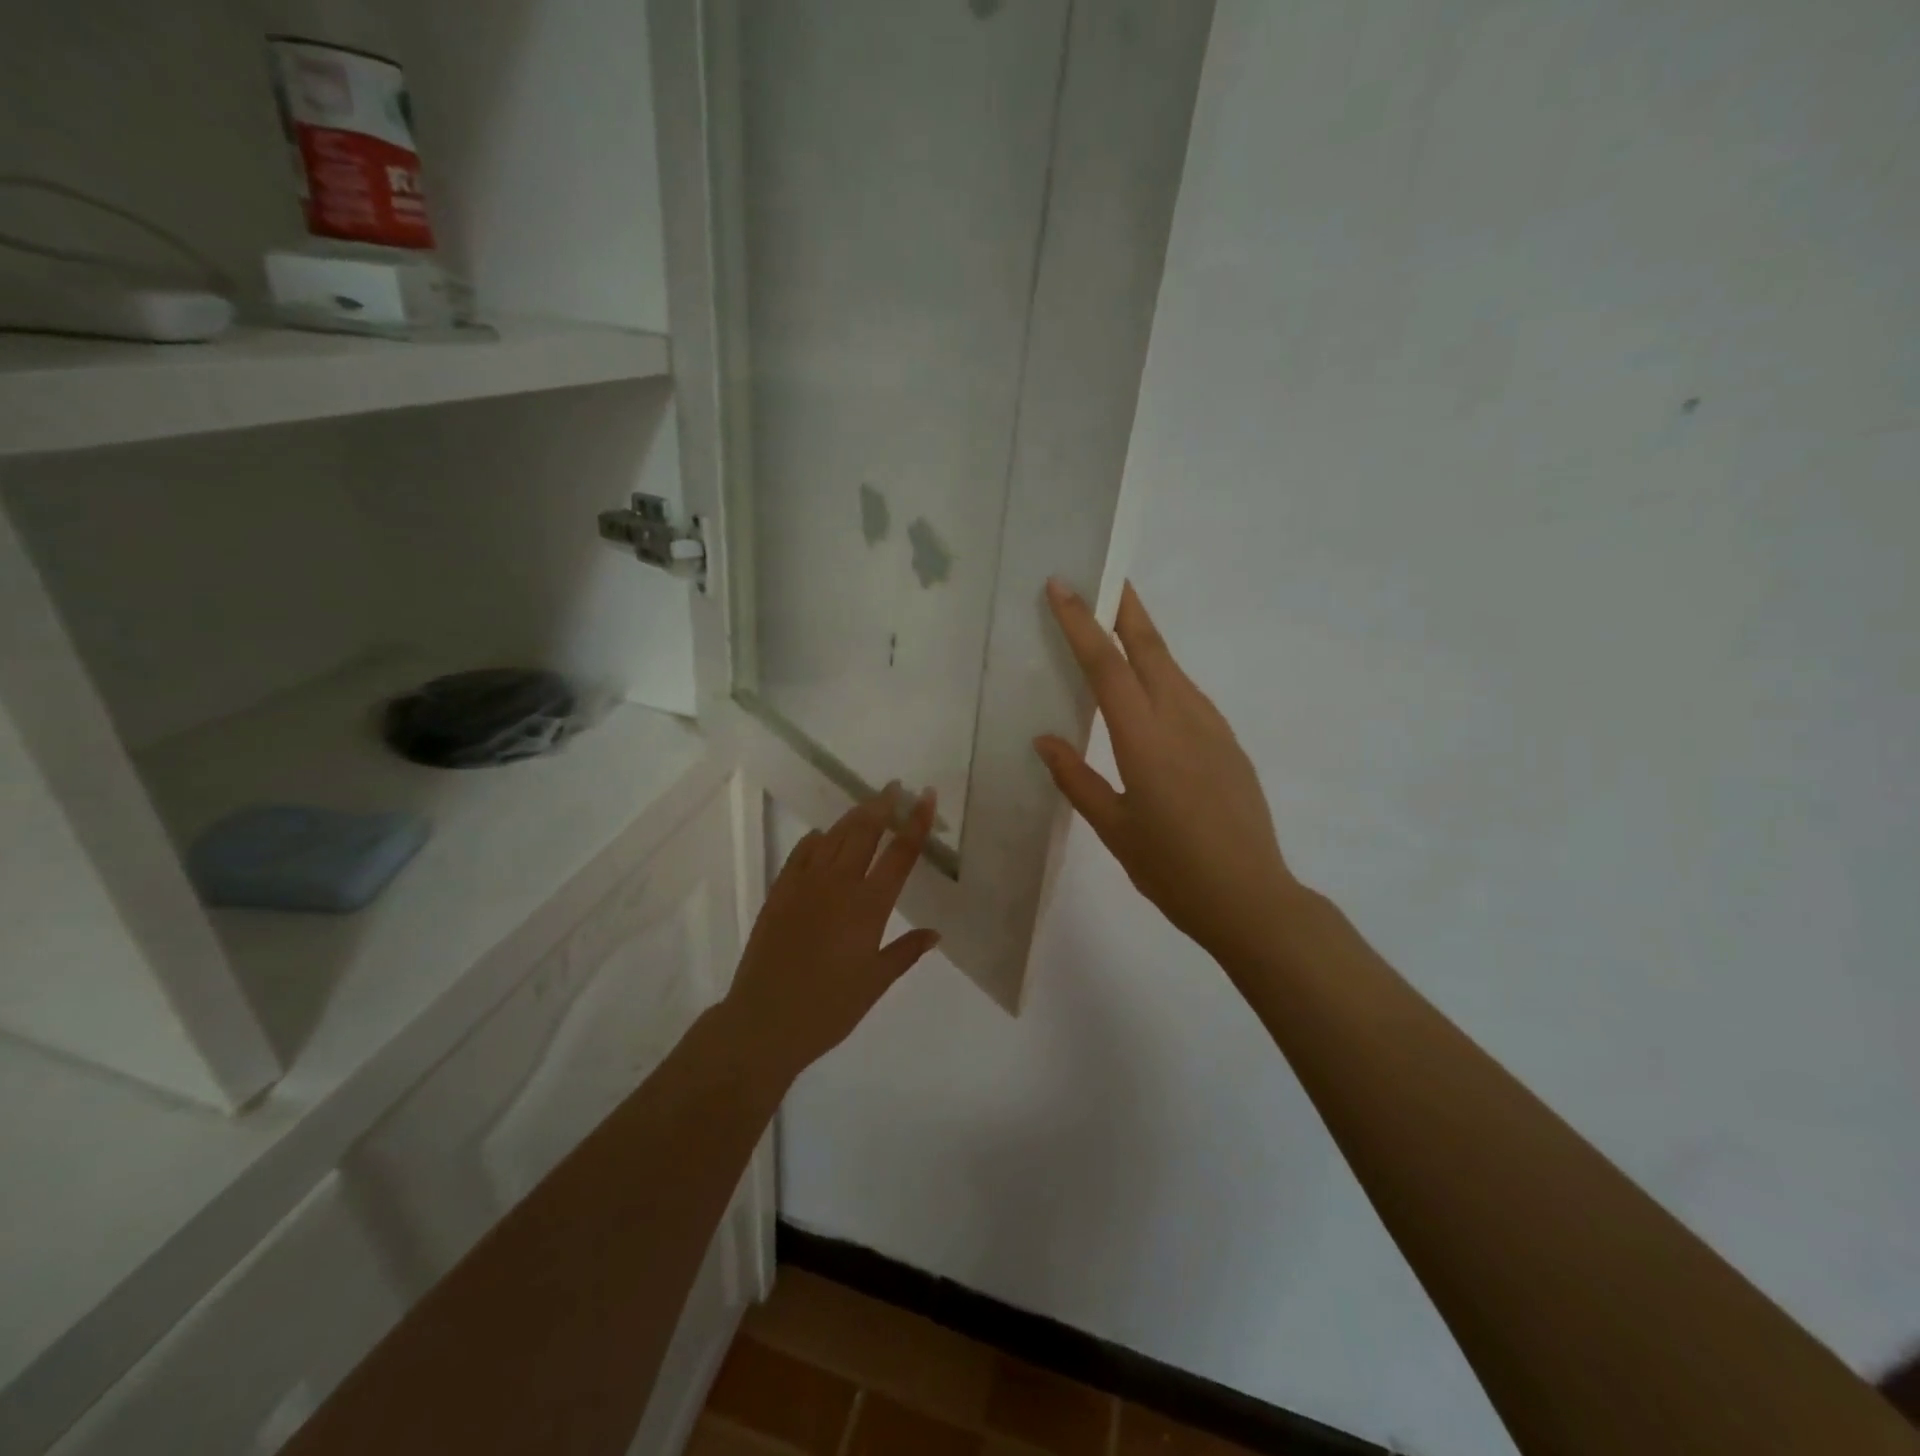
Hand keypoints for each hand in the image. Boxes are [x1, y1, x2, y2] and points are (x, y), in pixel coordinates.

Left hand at [722, 786, 940, 1082]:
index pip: (899, 854)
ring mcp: (805, 885)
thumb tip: (934, 933)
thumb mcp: (875, 983)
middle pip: (864, 832)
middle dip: (882, 805)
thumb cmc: (829, 1009)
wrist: (764, 1022)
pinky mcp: (779, 893)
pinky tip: (822, 836)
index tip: (926, 796)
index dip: (915, 822)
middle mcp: (838, 885)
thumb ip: (906, 952)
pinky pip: (800, 854)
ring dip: (853, 817)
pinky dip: (816, 840)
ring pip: (833, 837)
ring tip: (867, 805)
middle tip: (895, 787)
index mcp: (868, 907)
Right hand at [1036, 580, 1300, 969]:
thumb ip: (1077, 779)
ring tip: (1118, 623)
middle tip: (1102, 575)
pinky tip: (1151, 687)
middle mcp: (1181, 719)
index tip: (1063, 586)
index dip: (1081, 623)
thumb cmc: (1173, 870)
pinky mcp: (1229, 743)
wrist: (1251, 898)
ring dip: (1145, 638)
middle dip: (1124, 607)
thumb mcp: (1114, 829)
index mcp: (1145, 739)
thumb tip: (1044, 740)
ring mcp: (1212, 728)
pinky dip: (1163, 674)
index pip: (1107, 665)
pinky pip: (1189, 694)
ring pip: (1173, 667)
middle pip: (1149, 647)